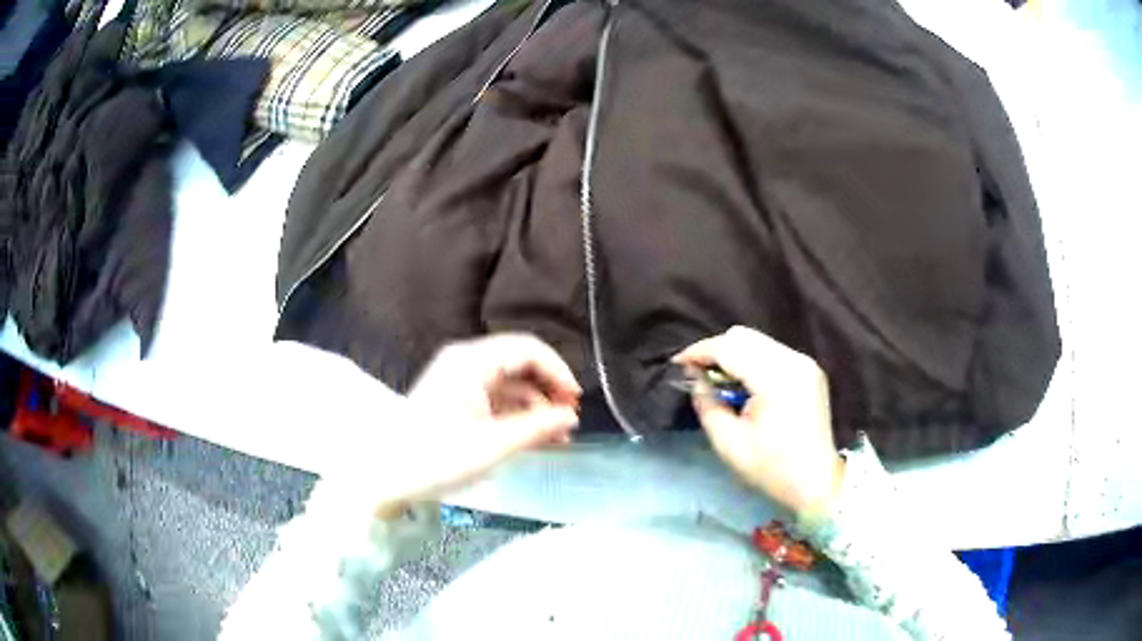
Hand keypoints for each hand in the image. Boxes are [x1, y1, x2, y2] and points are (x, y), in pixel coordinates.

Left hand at [364, 334, 581, 516]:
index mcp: (472, 361)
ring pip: (510, 385)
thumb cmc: (437, 457)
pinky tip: (535, 440)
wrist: (387, 476)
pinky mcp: (456, 401)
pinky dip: (516, 417)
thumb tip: (571, 415)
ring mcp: (459, 382)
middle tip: (569, 422)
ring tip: (558, 439)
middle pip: (519, 365)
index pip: (527, 349)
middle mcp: (466, 363)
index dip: (557, 371)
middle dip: (548, 392)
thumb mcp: (493, 445)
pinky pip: (495, 401)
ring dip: (535, 408)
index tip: (576, 401)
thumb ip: (537, 427)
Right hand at [673, 326, 844, 518]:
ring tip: (719, 381)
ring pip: (757, 340)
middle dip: (715, 350)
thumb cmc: (772, 468)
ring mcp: (804, 363)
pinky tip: (744, 385)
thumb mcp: (729, 443)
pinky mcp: (809, 369)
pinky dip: (751, 360)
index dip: (699, 352)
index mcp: (775, 378)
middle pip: (743, 336)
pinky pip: (771, 352)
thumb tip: (695, 378)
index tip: (677, 364)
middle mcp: (792, 360)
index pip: (729, 347)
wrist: (817, 481)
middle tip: (698, 375)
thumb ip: (707, 404)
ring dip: (733, 354)